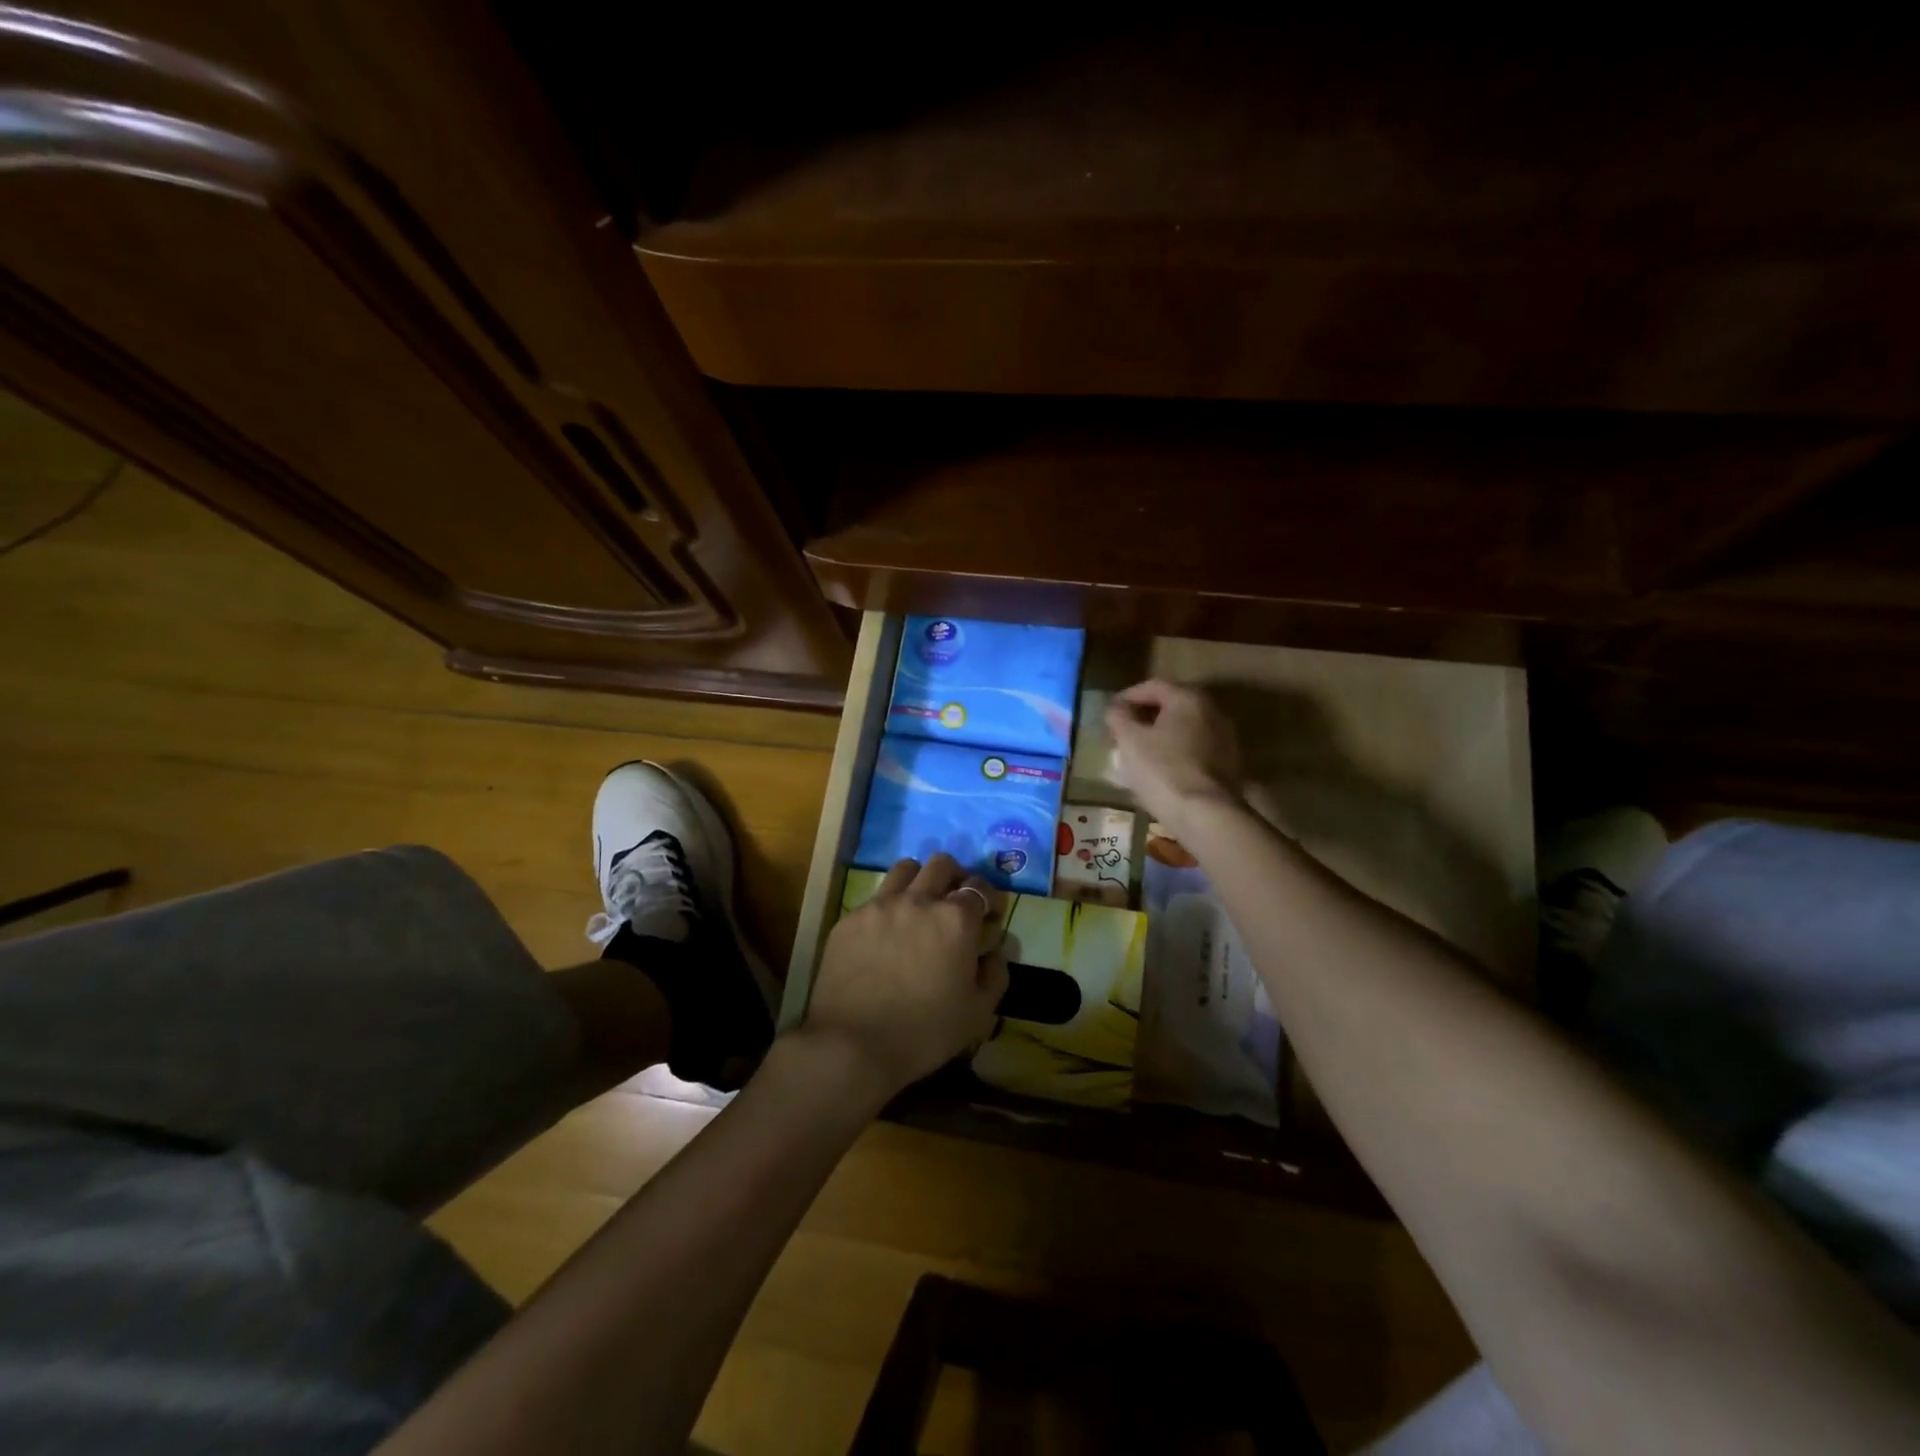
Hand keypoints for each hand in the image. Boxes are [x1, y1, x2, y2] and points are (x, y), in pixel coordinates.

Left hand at [798, 855, 1009, 1103]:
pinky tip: (885, 935)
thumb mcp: (977, 1013)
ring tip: (919, 905)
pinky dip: (888, 907)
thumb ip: (994, 975)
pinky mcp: (850, 919)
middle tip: (955, 902)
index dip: (988, 898)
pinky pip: (875, 898)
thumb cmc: (924, 1032)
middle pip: (941, 865)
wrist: (851, 1044)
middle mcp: (919, 900)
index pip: (979, 888)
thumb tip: (994, 953)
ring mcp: (880, 905)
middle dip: (955, 877)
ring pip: (905, 869)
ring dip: (919, 880)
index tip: (988, 915)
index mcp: (955, 919)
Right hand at [1105, 679, 1243, 835]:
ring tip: (1141, 751)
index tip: (1111, 711)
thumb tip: (1117, 708)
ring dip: (1163, 734)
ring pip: (1186, 727)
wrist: (1206, 814)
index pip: (1154, 686)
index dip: (1128, 695)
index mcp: (1188, 698)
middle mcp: (1212, 710)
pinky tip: (1163, 768)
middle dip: (1146, 715)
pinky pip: (1197, 748)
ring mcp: (1225, 737)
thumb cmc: (1162, 769)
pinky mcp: (1230, 763)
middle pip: (1173, 704)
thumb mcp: (1129, 740)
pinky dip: (1178, 751)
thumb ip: (1119, 717)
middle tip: (1124, 730)